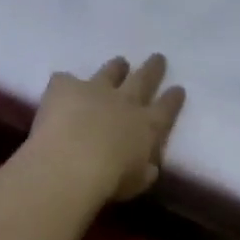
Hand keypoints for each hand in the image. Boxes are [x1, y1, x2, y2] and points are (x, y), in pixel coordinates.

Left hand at [24, 54, 184, 203]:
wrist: (71, 162)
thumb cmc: (109, 181)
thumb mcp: (136, 182)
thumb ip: (144, 171)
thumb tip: (149, 167)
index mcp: (146, 126)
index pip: (166, 108)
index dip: (173, 99)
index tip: (178, 88)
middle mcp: (124, 101)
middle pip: (143, 79)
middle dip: (152, 69)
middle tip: (158, 57)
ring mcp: (95, 89)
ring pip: (110, 71)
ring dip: (116, 67)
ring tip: (120, 62)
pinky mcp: (66, 86)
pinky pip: (65, 79)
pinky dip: (65, 84)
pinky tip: (61, 88)